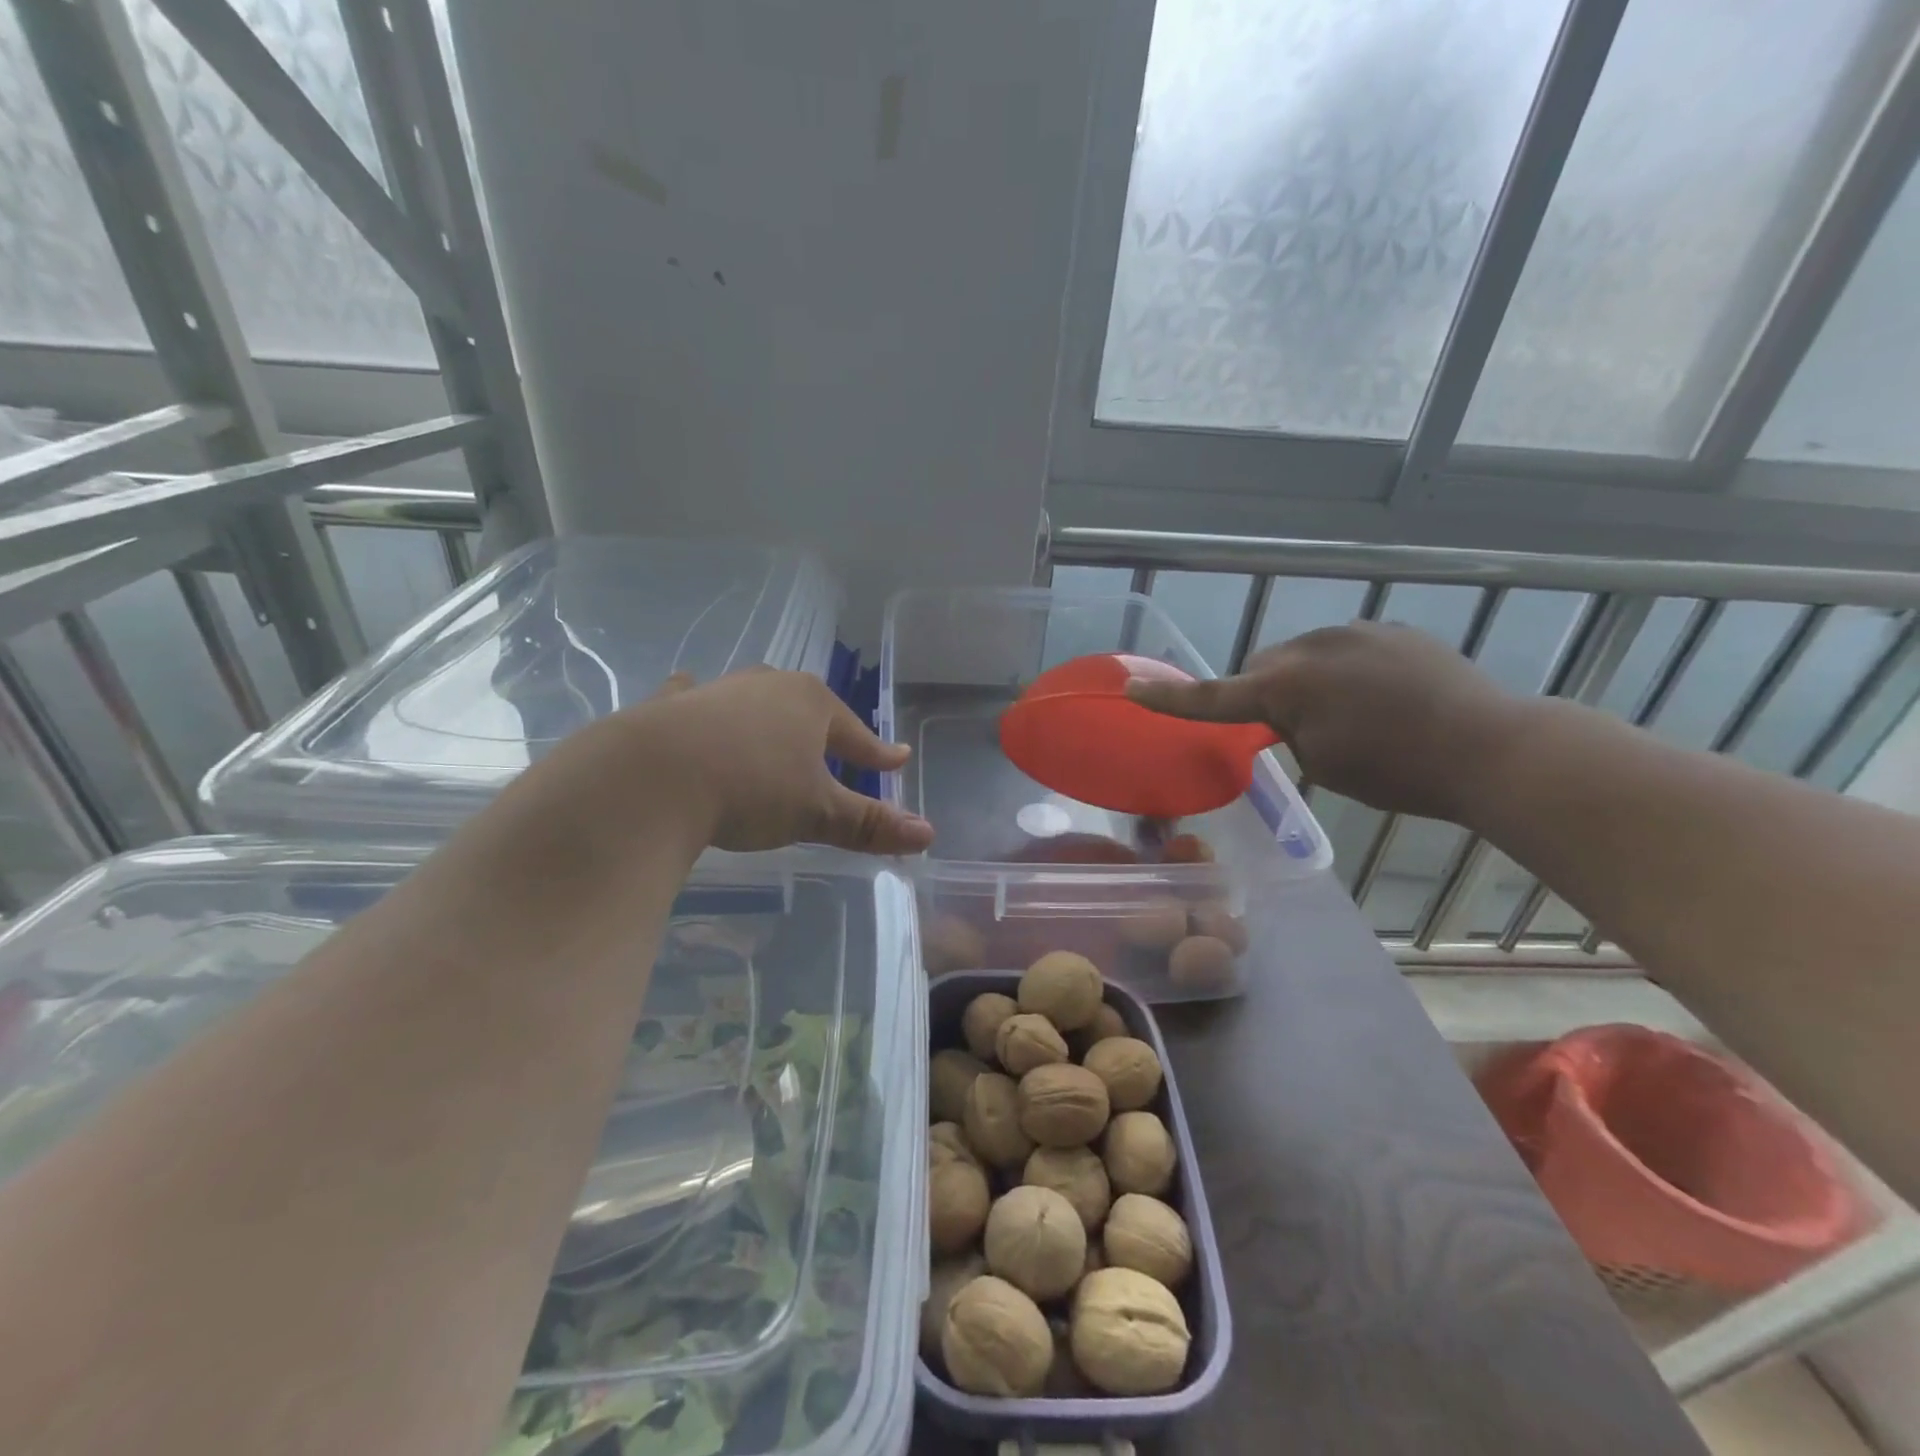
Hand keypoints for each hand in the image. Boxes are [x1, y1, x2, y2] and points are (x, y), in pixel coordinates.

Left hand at [483, 669, 933, 868]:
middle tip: (835, 746)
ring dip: (766, 715)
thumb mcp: (817, 813)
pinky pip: (694, 700)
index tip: (897, 760)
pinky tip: (690, 692)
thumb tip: (928, 834)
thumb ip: (870, 824)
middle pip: (807, 709)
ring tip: (771, 724)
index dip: (878, 753)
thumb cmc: (752, 789)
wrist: (652, 777)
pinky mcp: (670, 706)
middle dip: (824, 729)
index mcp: (810, 704)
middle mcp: (766, 687)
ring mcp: (716, 692)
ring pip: (753, 700)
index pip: (856, 733)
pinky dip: (700, 704)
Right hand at [1124, 622, 1521, 821]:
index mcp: (1289, 684)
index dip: (1171, 699)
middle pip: (1263, 668)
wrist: (1491, 747)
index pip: (1214, 697)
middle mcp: (1314, 645)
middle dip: (1266, 694)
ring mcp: (1357, 631)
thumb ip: (1290, 731)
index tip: (1131, 691)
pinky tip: (1381, 698)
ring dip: (1307, 681)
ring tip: (1350, 716)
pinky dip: (1345, 672)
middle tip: (1294, 732)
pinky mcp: (1392, 630)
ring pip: (1303, 656)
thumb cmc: (1398, 770)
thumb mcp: (1325, 763)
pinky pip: (1344, 649)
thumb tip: (1291, 714)